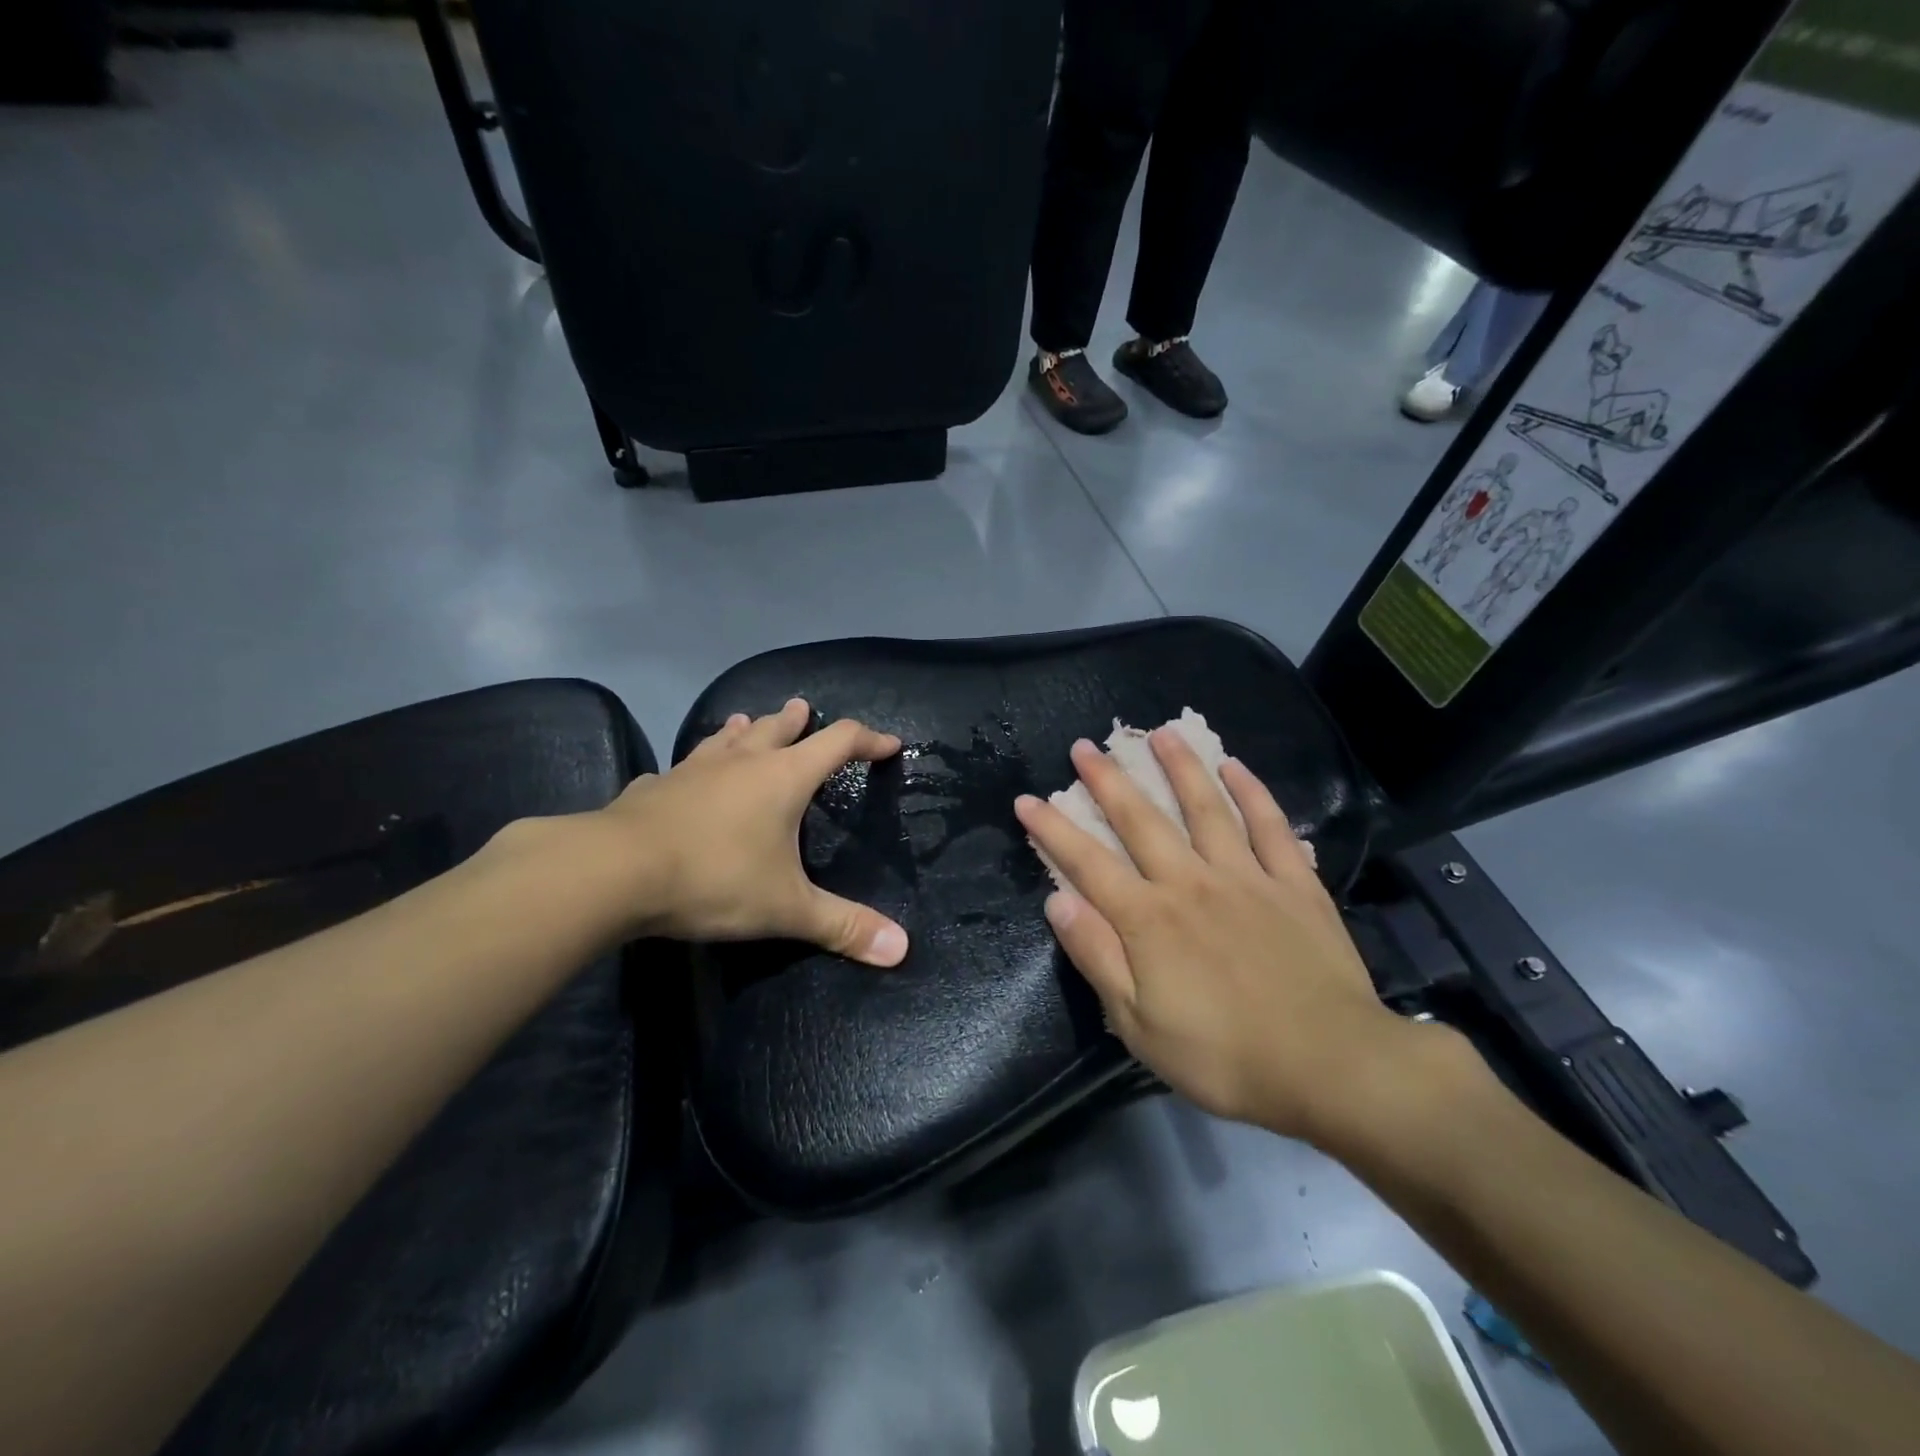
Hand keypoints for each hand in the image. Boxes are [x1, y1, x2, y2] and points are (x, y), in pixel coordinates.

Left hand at [564, 699, 909, 964]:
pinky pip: (683, 767)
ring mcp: (693, 769)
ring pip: (727, 737)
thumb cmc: (715, 879)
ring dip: (744, 729)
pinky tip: (685, 776)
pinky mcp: (654, 786)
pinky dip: (696, 766)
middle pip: (778, 728)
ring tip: (748, 721)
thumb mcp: (786, 908)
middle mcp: (742, 762)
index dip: (868, 739)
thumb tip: (901, 950)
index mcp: (784, 777)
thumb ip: (843, 926)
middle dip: (797, 721)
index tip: (889, 745)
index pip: (838, 742)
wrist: (614, 872)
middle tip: (804, 709)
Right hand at [1015, 730, 1416, 1140]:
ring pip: (1205, 807)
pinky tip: (1236, 766)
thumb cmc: (1223, 1056)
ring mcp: (1246, 877)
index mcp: (1148, 918)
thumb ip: (1097, 956)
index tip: (1026, 799)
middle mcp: (1191, 881)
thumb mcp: (1139, 1024)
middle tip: (1084, 746)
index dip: (1052, 829)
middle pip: (1141, 819)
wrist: (1331, 1066)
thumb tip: (1057, 900)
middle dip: (1107, 780)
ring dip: (1180, 767)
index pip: (1087, 862)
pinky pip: (1271, 826)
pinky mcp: (1295, 883)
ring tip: (1160, 733)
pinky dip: (1253, 793)